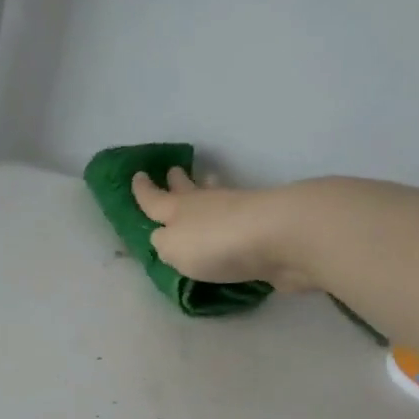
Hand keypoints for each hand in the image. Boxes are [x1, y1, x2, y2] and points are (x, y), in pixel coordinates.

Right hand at [131, 168, 323, 290]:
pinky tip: (231, 217)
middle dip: (178, 182)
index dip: (143, 190)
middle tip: (174, 171)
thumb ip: (164, 243)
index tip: (137, 175)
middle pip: (188, 191)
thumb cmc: (216, 242)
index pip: (154, 199)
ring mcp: (239, 211)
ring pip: (216, 197)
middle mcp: (207, 205)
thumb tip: (164, 237)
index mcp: (179, 209)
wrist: (281, 237)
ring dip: (208, 189)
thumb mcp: (173, 247)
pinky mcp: (264, 226)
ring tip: (206, 180)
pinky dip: (230, 213)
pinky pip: (238, 217)